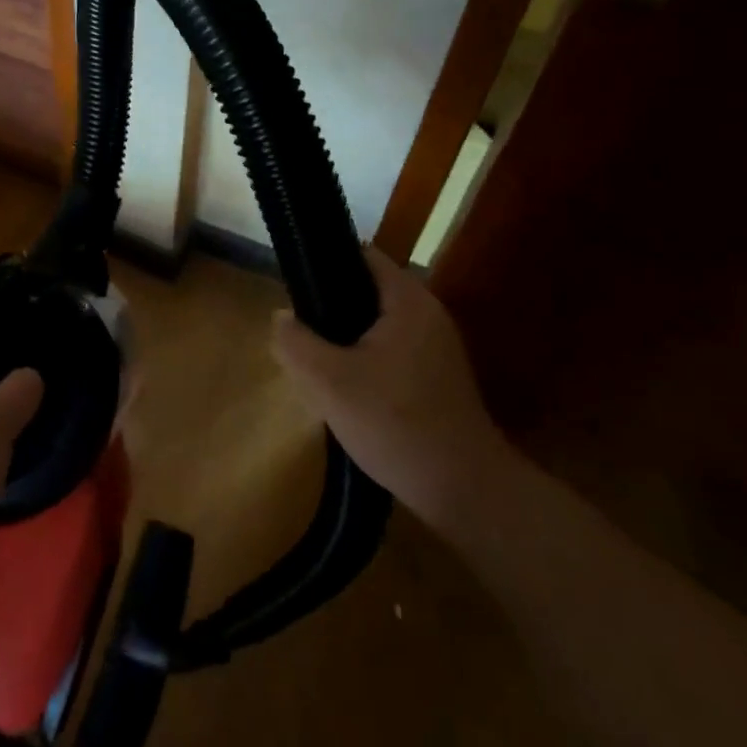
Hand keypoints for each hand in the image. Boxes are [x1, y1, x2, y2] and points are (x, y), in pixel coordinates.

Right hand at [272, 246, 510, 528]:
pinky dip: (367, 362)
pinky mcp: (439, 378)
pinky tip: (348, 392)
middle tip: (301, 335)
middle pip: (367, 292)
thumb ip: (295, 342)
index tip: (295, 288)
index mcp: (408, 301)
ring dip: (347, 341)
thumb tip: (281, 317)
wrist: (464, 490)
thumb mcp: (328, 382)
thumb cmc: (395, 424)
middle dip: (331, 310)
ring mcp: (438, 347)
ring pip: (377, 327)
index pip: (362, 256)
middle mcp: (428, 314)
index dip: (325, 263)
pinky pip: (392, 353)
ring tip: (318, 365)